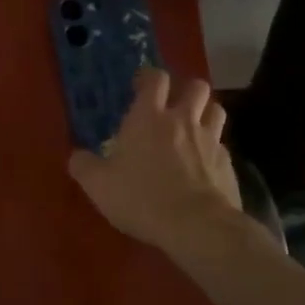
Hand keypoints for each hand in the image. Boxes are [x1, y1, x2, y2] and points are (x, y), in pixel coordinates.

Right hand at [67, 69, 243, 252]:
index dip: (150, 78)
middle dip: (186, 90)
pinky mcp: (228, 164)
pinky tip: (205, 167)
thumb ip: (84, 166)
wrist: (198, 226)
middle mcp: (183, 120)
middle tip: (173, 107)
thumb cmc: (142, 198)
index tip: (142, 86)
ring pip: (216, 110)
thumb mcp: (99, 186)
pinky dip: (214, 150)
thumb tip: (76, 156)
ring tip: (194, 129)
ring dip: (206, 114)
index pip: (156, 79)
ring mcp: (210, 140)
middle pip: (196, 87)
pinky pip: (223, 146)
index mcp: (149, 117)